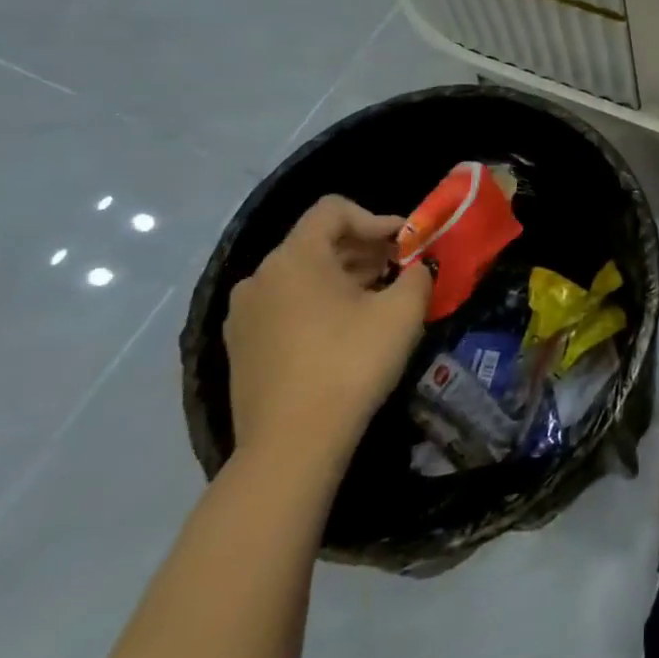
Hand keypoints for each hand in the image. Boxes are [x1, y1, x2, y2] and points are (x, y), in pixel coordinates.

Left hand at [225, 195, 432, 460]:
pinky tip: (344, 333)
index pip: (333, 210)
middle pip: (316, 242)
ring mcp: (243, 315)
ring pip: (300, 276)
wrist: (291, 447)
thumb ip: (418, 274)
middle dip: (362, 250)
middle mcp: (260, 277)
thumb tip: (418, 268)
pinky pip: (284, 307)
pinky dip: (316, 305)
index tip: (404, 245)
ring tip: (376, 302)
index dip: (375, 218)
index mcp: (294, 258)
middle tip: (399, 271)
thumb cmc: (350, 363)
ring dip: (341, 278)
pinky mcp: (240, 349)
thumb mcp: (403, 311)